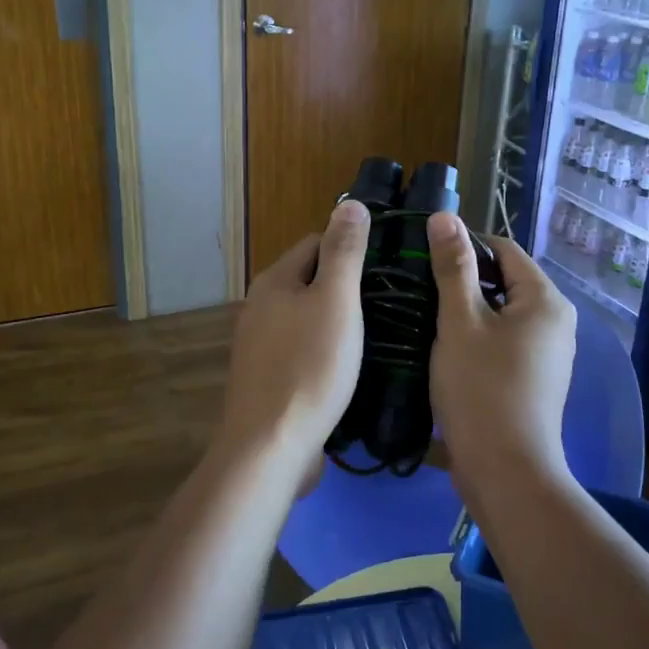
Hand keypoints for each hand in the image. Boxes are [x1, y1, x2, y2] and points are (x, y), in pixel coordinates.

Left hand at [221, 199, 370, 459]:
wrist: (270, 446)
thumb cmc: (309, 367)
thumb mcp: (336, 301)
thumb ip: (343, 252)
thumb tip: (349, 203)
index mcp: (275, 280)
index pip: (316, 242)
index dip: (352, 248)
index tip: (387, 267)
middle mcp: (260, 306)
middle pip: (310, 280)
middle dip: (346, 286)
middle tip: (389, 303)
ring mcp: (259, 344)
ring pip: (306, 317)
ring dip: (337, 321)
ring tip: (377, 334)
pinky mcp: (266, 377)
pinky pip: (301, 349)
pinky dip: (324, 351)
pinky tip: (348, 369)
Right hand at [425, 213, 576, 512]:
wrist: (506, 470)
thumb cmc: (481, 388)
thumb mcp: (460, 321)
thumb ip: (453, 267)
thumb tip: (445, 216)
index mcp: (545, 299)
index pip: (503, 249)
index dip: (464, 245)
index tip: (423, 255)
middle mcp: (556, 321)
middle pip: (505, 281)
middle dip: (463, 280)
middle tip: (419, 288)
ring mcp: (549, 353)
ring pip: (501, 313)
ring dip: (467, 311)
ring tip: (426, 316)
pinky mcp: (535, 378)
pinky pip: (504, 340)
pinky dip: (477, 337)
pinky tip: (446, 348)